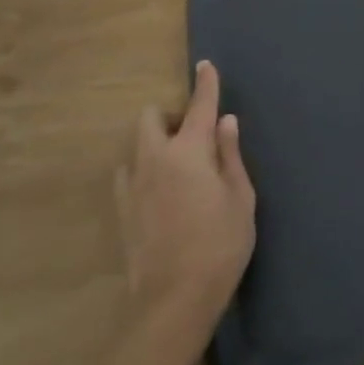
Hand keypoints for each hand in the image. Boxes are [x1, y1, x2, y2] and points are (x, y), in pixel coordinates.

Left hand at [114, 61, 255, 345]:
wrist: (174, 298)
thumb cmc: (220, 243)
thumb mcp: (241, 197)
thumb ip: (230, 155)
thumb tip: (224, 122)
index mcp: (189, 151)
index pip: (199, 106)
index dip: (205, 84)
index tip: (205, 65)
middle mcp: (155, 158)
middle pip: (151, 117)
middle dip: (171, 115)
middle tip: (195, 134)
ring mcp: (133, 184)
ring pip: (137, 145)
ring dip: (156, 142)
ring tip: (179, 165)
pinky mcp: (122, 210)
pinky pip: (128, 174)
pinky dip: (143, 169)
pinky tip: (160, 190)